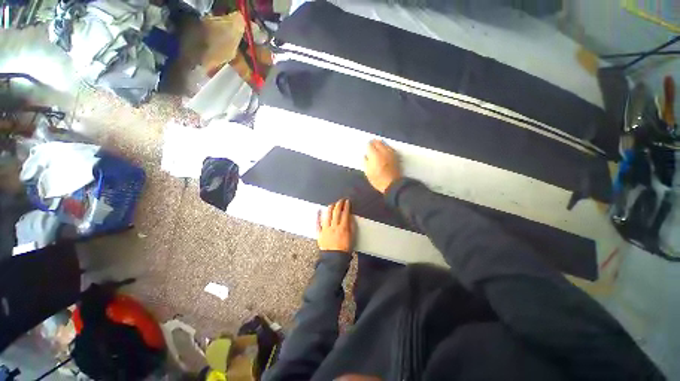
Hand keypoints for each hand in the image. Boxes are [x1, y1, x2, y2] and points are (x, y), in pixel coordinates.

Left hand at [317, 199, 354, 252]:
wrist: (334, 259)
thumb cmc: (344, 249)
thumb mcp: (351, 237)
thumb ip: (351, 226)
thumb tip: (350, 217)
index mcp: (343, 227)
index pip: (345, 213)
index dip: (346, 206)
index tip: (347, 201)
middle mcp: (334, 226)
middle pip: (336, 212)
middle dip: (339, 204)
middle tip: (341, 200)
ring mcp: (326, 229)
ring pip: (327, 215)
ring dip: (330, 207)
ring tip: (332, 204)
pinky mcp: (320, 233)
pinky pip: (318, 223)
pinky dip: (318, 216)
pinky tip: (319, 211)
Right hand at [364, 140, 401, 193]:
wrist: (392, 184)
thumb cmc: (377, 179)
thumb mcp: (368, 172)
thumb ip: (365, 162)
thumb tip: (365, 155)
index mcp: (374, 154)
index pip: (369, 145)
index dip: (367, 145)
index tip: (366, 147)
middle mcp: (383, 151)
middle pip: (378, 142)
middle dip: (374, 142)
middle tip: (371, 144)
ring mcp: (390, 153)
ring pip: (385, 144)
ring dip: (381, 144)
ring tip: (378, 146)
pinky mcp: (396, 156)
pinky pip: (390, 148)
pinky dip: (387, 147)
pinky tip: (385, 150)